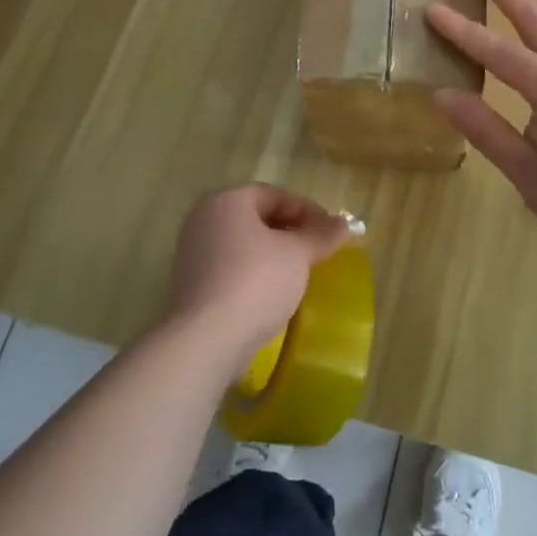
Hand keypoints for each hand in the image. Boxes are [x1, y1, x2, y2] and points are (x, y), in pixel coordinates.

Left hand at [161, 186, 352, 375]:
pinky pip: (232, 271)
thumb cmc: (255, 282)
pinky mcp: (192, 288)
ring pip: (244, 246)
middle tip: (318, 250)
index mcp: (227, 202)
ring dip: (274, 256)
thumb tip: (345, 223)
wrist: (206, 341)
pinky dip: (255, 276)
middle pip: (257, 218)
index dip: (307, 210)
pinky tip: (274, 296)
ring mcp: (193, 255)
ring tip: (300, 273)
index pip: (274, 195)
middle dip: (291, 232)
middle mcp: (204, 221)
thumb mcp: (298, 254)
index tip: (331, 231)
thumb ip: (322, 235)